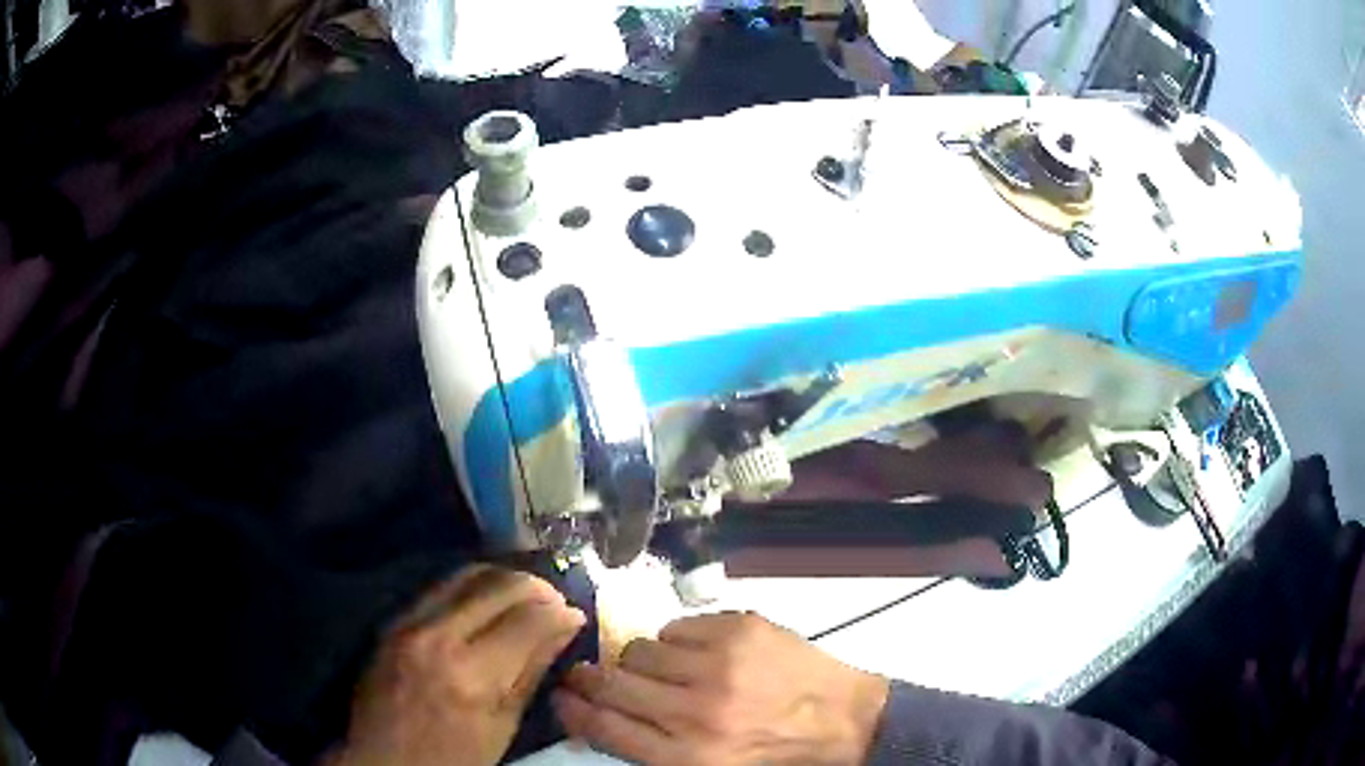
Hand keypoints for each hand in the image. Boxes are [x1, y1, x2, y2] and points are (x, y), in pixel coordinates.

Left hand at [329, 565, 586, 765]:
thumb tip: (565, 627)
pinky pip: (440, 586)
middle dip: (537, 587)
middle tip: (556, 601)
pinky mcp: (393, 619)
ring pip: (467, 574)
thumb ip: (531, 672)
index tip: (576, 616)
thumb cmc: (451, 758)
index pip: (528, 620)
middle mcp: (438, 636)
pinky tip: (488, 598)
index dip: (560, 613)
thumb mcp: (502, 727)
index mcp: (471, 675)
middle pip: (498, 586)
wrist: (381, 759)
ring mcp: (409, 622)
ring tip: (526, 595)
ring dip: (504, 578)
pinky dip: (473, 585)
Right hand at [555, 612, 888, 764]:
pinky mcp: (740, 629)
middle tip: (589, 674)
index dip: (573, 708)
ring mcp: (719, 665)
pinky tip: (701, 654)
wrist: (846, 722)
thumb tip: (597, 717)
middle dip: (590, 678)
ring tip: (666, 670)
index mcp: (686, 757)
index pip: (604, 727)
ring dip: (643, 661)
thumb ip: (651, 749)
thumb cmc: (774, 755)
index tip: (561, 695)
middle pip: (611, 683)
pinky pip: (675, 625)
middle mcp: (696, 712)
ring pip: (639, 648)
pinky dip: (678, 639)